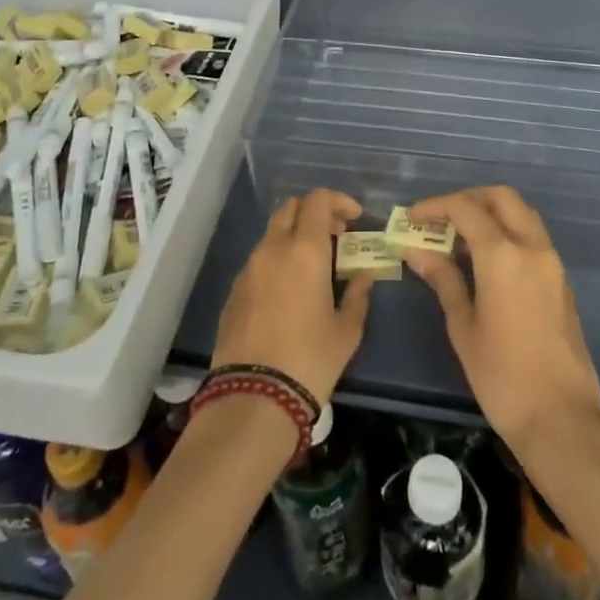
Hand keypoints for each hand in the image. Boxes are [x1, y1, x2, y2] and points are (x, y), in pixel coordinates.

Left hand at [210, 188, 374, 401]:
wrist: (253, 398)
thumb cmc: (311, 359)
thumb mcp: (347, 329)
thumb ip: (358, 293)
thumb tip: (364, 273)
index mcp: (305, 250)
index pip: (318, 200)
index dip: (339, 201)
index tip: (354, 218)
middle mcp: (273, 249)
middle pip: (291, 208)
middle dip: (315, 213)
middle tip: (335, 236)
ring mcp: (249, 268)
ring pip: (273, 233)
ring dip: (295, 236)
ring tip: (315, 265)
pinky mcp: (234, 290)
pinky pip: (259, 259)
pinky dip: (278, 259)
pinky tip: (290, 289)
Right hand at [406, 185, 599, 455]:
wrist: (562, 419)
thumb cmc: (502, 377)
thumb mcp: (463, 327)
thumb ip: (443, 280)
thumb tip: (417, 251)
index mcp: (503, 255)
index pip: (466, 208)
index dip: (436, 206)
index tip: (412, 217)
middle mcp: (532, 247)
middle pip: (501, 198)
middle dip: (468, 199)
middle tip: (440, 219)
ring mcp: (552, 262)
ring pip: (521, 214)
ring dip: (491, 213)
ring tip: (459, 239)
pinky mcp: (561, 280)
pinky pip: (532, 237)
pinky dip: (507, 233)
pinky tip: (485, 261)